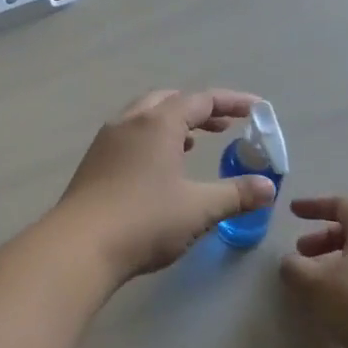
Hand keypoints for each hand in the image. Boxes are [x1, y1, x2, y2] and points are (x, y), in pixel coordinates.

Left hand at [56, 89, 276, 281]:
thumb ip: (236, 194)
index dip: (231, 102)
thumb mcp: (199, 209)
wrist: (79, 246)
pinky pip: (128, 137)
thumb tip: (268, 187)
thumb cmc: (144, 221)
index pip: (201, 100)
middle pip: (168, 100)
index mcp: (158, 123)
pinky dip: (151, 140)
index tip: (256, 109)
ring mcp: (105, 142)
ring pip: (143, 118)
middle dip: (199, 109)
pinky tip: (158, 167)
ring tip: (194, 143)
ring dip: (172, 124)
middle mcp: (129, 123)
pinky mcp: (92, 164)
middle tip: (224, 126)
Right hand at [278, 195, 347, 347]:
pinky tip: (339, 306)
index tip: (293, 212)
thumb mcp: (314, 283)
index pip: (343, 205)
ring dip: (338, 264)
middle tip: (301, 254)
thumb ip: (294, 268)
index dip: (315, 206)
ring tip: (316, 284)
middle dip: (324, 239)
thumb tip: (291, 263)